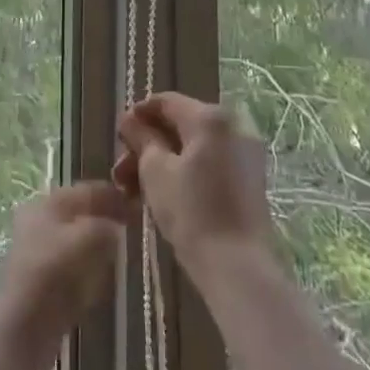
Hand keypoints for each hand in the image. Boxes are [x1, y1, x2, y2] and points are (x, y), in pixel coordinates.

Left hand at [0, 182, 132, 363]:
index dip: (111, 194)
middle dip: (106, 217)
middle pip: (79, 213)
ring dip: (99, 242)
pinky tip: (105, 275)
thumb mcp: (85, 238)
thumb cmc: (52, 273)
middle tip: (134, 225)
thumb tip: (116, 226)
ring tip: (124, 248)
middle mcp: (38, 222)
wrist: (22, 329)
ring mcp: (39, 253)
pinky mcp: (44, 281)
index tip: (138, 201)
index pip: (84, 190)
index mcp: (45, 204)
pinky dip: (90, 265)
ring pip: (77, 239)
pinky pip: (74, 264)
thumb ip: (104, 225)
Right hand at [114, 92, 275, 273]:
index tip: (118, 136)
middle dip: (148, 144)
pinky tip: (163, 195)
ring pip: (194, 146)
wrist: (239, 268)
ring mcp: (246, 153)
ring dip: (163, 161)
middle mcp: (234, 125)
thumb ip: (141, 138)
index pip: (166, 102)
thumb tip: (130, 120)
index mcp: (211, 117)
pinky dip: (185, 171)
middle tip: (122, 170)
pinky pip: (210, 162)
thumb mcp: (155, 171)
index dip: (138, 115)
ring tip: (135, 189)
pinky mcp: (250, 179)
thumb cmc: (192, 213)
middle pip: (181, 124)